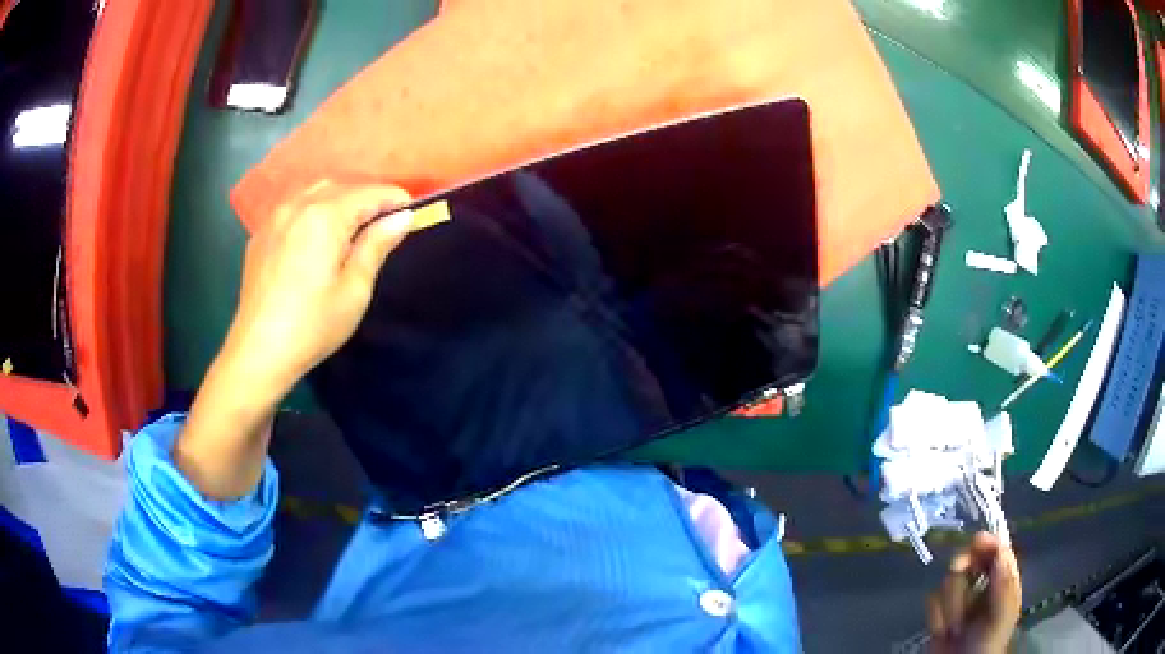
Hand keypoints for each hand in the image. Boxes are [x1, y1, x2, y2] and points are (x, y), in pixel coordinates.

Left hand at [173, 181, 411, 498]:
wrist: (258, 352)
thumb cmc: (313, 325)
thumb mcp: (354, 290)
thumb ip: (377, 245)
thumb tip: (402, 217)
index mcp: (325, 216)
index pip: (369, 193)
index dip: (394, 199)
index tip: (412, 212)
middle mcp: (298, 206)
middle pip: (341, 187)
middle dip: (367, 198)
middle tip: (384, 223)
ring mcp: (275, 218)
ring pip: (315, 194)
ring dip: (339, 201)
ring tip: (352, 227)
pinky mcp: (261, 235)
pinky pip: (294, 209)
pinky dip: (313, 212)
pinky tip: (317, 237)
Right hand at [926, 533, 1021, 653]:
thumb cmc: (987, 643)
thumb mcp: (1001, 616)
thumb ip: (1003, 585)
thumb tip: (1000, 551)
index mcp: (1003, 580)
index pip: (997, 550)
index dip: (988, 542)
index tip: (976, 541)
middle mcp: (982, 583)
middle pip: (968, 558)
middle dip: (962, 572)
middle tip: (958, 570)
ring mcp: (960, 597)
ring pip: (948, 580)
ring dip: (950, 605)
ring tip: (955, 628)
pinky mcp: (940, 610)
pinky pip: (931, 600)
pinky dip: (936, 617)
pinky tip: (942, 631)